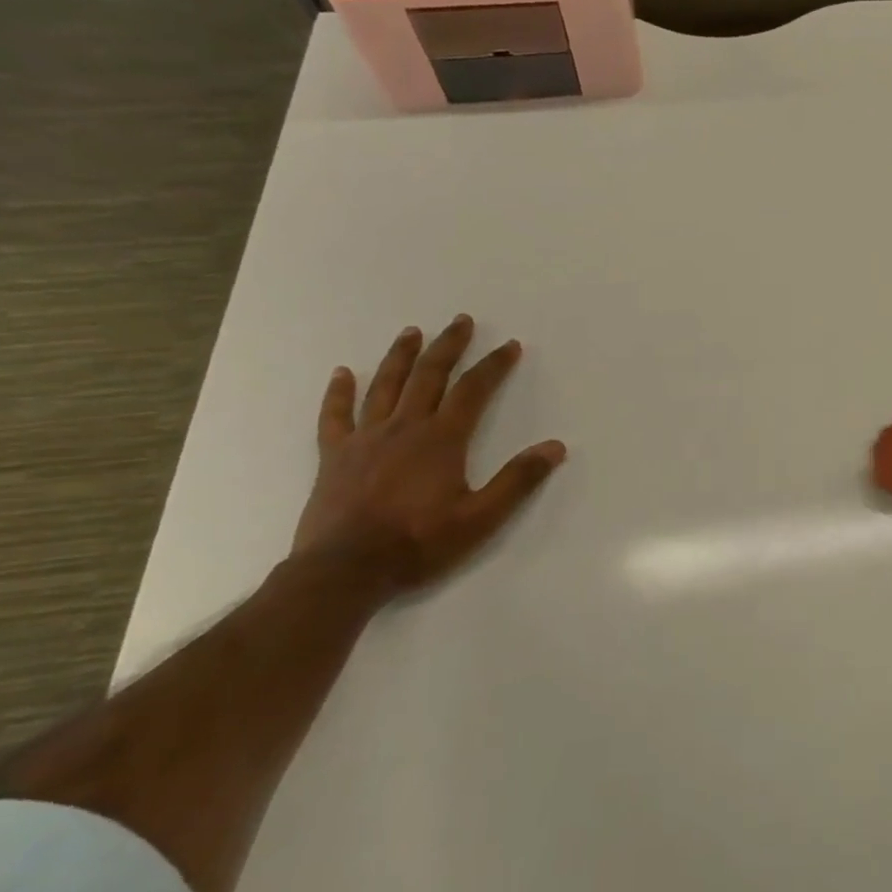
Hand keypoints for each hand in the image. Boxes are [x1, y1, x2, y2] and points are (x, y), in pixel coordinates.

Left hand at [291, 315, 566, 599]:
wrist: (345, 570)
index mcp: (442, 439)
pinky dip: (339, 393)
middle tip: (461, 321)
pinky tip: (342, 373)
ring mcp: (366, 439)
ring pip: (385, 386)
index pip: (473, 391)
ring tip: (412, 332)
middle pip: (429, 376)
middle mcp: (405, 428)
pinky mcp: (335, 456)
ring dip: (401, 357)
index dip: (493, 366)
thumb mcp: (481, 517)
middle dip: (448, 346)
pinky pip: (336, 416)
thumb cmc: (419, 543)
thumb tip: (556, 447)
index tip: (510, 346)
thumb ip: (518, 480)